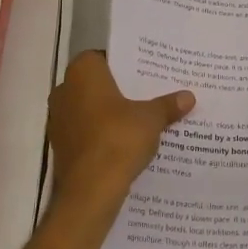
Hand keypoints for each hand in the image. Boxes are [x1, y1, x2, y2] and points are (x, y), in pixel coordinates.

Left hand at [46, 51, 192, 212]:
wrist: (90, 191)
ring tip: (141, 119)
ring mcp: (59, 120)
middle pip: (97, 84)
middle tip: (148, 94)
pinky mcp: (61, 147)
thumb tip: (188, 97)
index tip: (145, 73)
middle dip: (119, 90)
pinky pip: (86, 132)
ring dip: (110, 114)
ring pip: (90, 109)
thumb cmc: (118, 139)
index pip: (104, 57)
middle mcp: (64, 90)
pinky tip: (126, 143)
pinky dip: (102, 135)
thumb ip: (168, 105)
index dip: (125, 64)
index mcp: (83, 73)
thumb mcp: (151, 119)